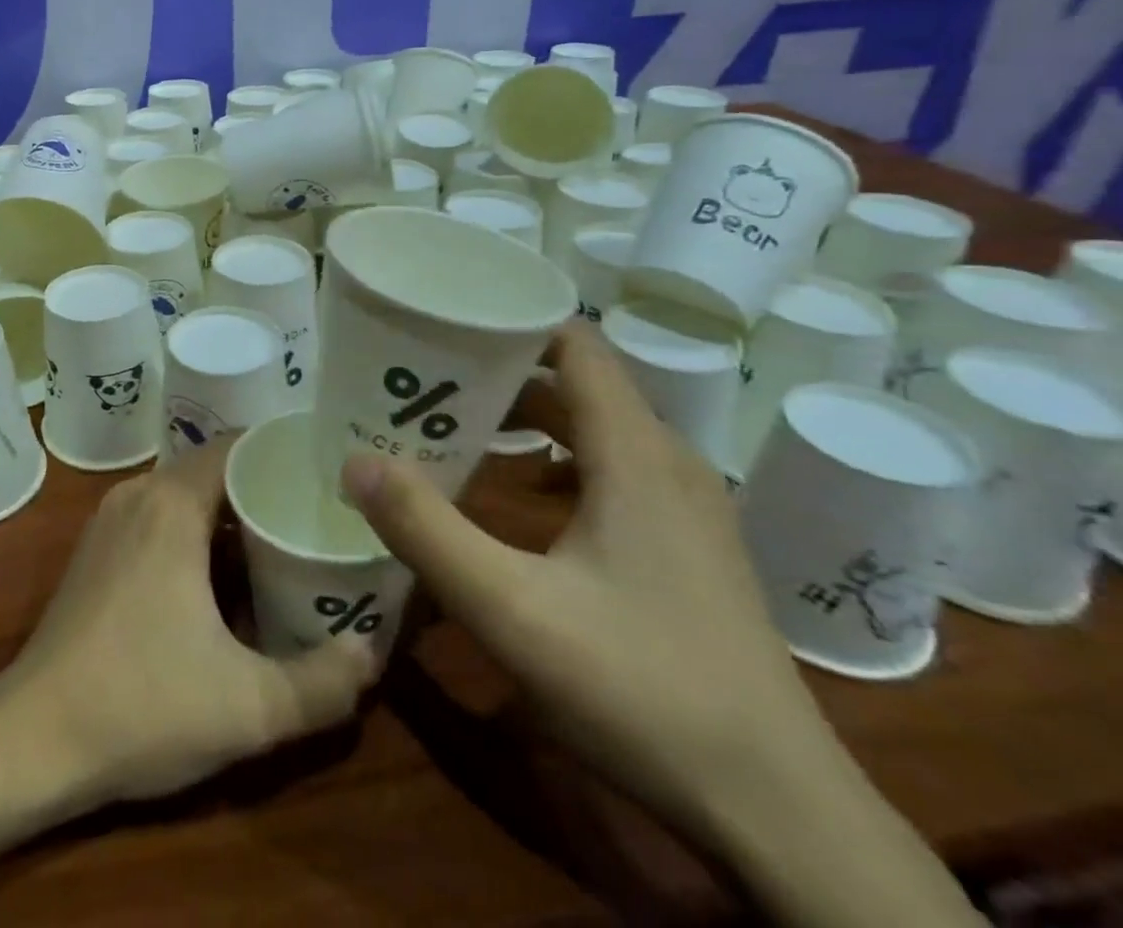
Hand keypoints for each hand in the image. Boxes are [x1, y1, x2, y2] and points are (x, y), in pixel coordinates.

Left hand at [0, 440, 377, 808]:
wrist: (31, 738)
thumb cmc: (141, 704)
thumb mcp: (249, 706)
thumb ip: (324, 682)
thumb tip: (373, 654)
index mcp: (172, 503)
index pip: (239, 445)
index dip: (286, 454)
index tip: (332, 476)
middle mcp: (139, 493)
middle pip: (216, 467)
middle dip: (267, 486)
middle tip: (320, 512)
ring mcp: (111, 519)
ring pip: (187, 493)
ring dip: (232, 511)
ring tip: (286, 537)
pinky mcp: (97, 549)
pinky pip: (161, 515)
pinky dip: (199, 528)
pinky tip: (227, 572)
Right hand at [341, 320, 836, 839]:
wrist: (780, 813)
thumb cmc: (644, 691)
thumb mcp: (513, 611)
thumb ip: (426, 530)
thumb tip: (355, 459)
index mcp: (636, 454)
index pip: (575, 342)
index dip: (511, 321)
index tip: (443, 326)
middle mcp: (666, 462)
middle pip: (575, 381)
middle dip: (499, 371)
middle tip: (425, 380)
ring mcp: (684, 506)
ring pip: (594, 426)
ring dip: (525, 418)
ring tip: (455, 427)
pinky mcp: (686, 545)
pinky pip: (610, 467)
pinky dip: (556, 458)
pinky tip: (516, 494)